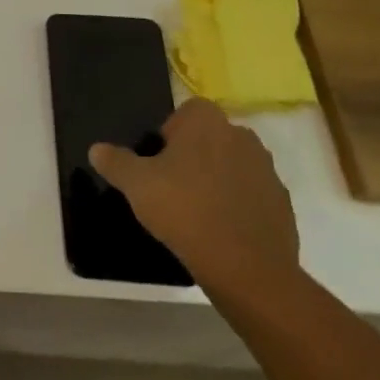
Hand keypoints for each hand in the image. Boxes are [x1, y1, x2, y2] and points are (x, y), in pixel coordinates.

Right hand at [89, 98, 300, 300]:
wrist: (246, 268)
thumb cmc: (184, 210)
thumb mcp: (135, 184)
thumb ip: (115, 161)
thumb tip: (97, 149)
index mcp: (208, 123)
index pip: (187, 111)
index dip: (170, 132)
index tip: (158, 160)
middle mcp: (242, 137)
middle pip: (211, 137)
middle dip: (194, 155)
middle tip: (172, 184)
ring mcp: (267, 171)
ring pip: (233, 165)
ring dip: (217, 179)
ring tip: (195, 210)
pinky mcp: (282, 204)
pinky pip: (252, 195)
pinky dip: (237, 205)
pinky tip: (219, 230)